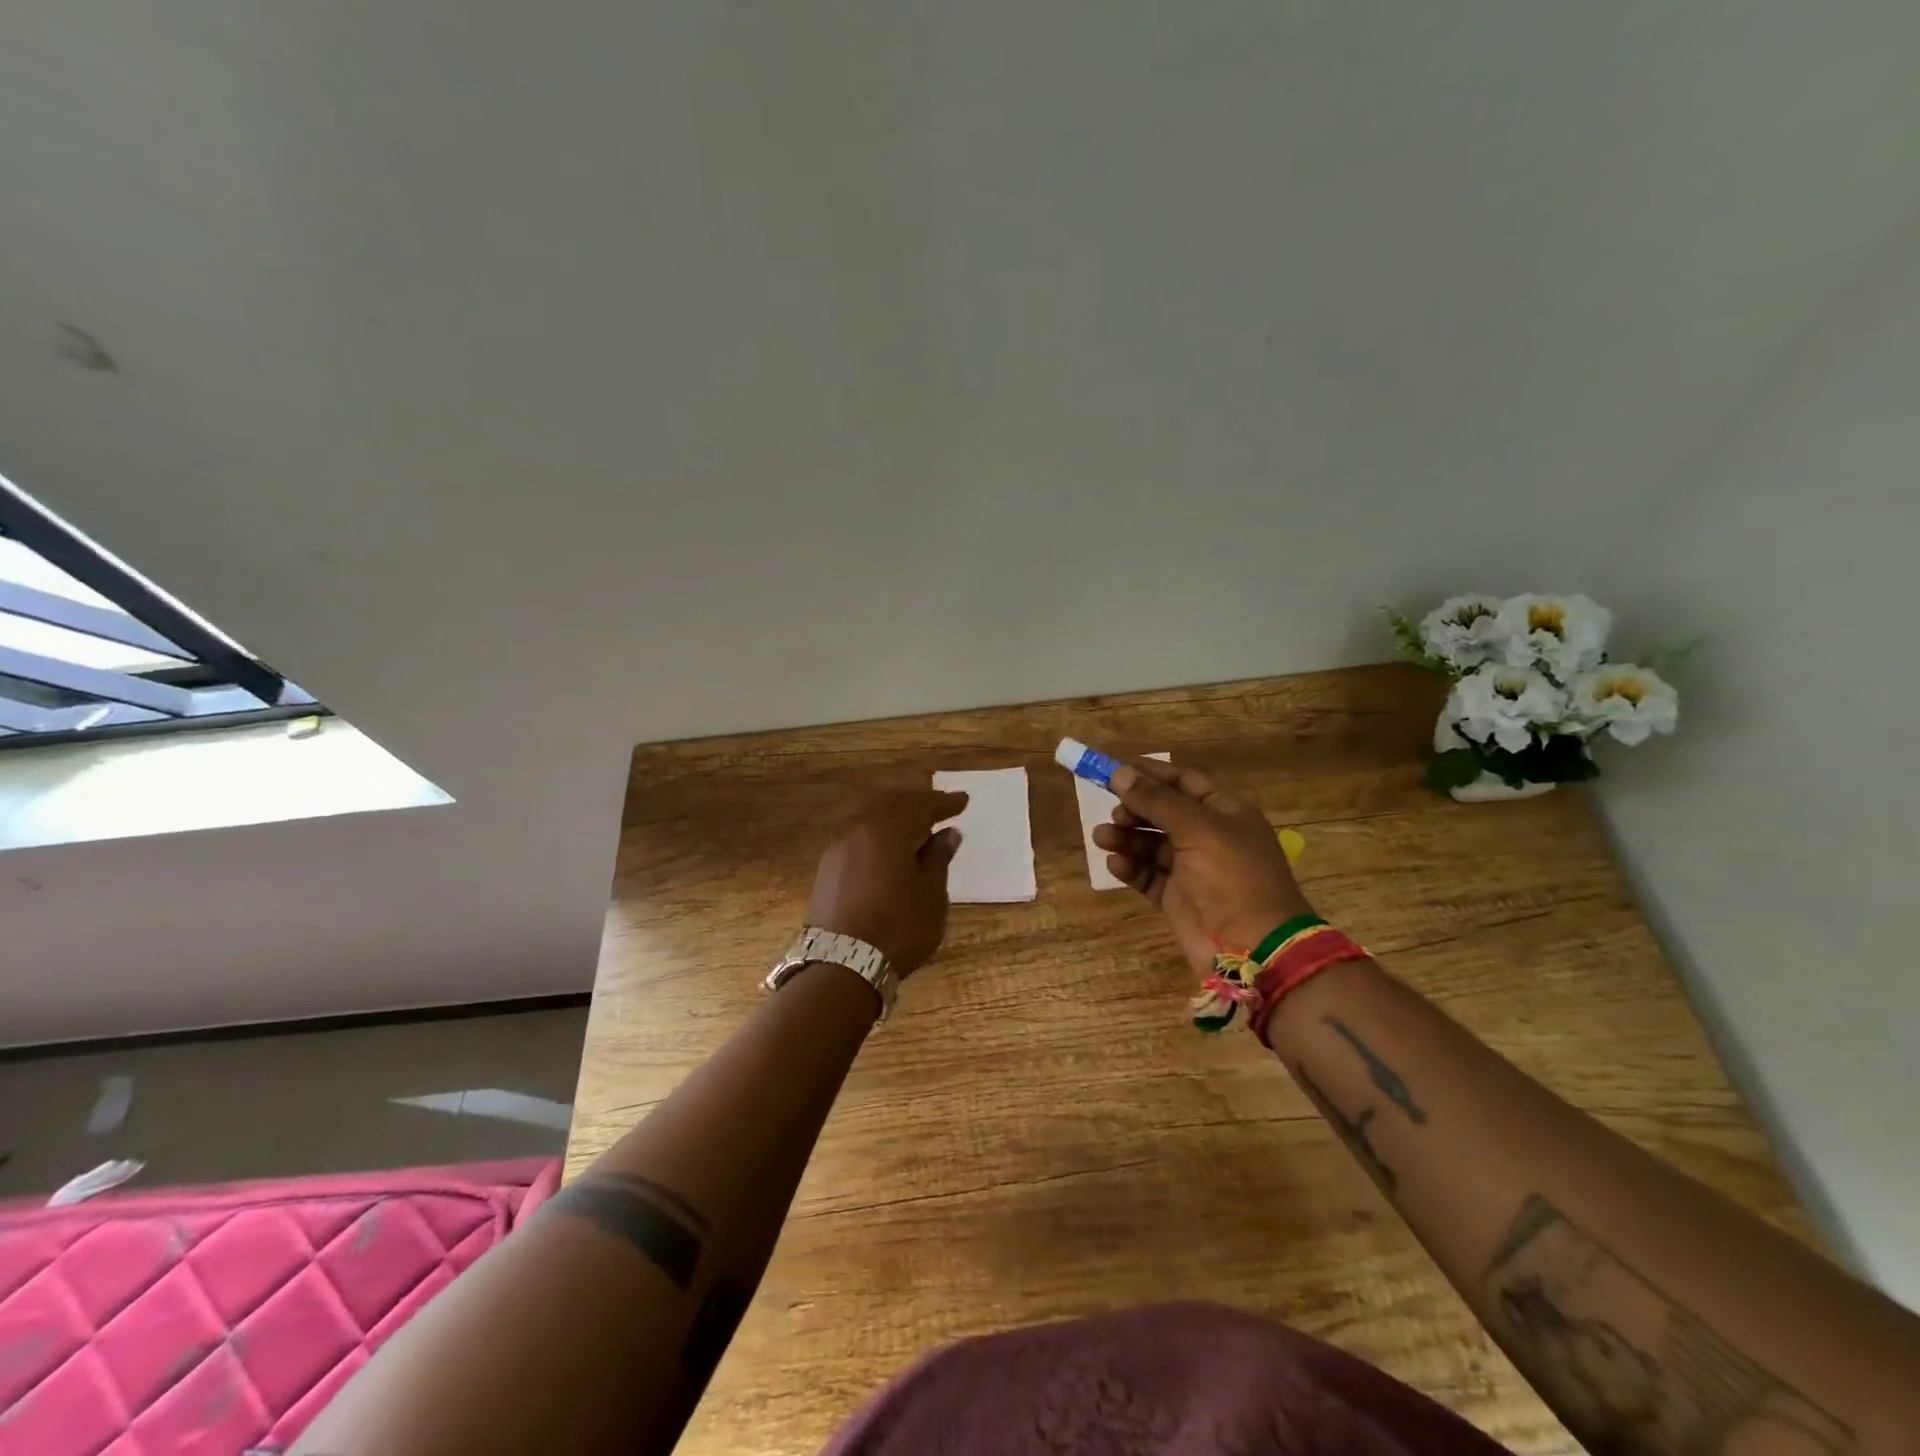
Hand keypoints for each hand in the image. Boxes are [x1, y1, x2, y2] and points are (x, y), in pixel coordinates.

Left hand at [808, 790, 966, 975]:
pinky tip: (889, 846)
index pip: (921, 806)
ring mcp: (839, 847)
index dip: (943, 802)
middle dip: (917, 803)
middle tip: (940, 806)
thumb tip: (947, 833)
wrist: (841, 965)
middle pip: (892, 804)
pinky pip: (859, 835)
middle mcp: (859, 828)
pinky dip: (878, 832)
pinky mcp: (828, 867)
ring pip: (871, 817)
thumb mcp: (930, 894)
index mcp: (888, 829)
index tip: (963, 800)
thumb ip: (938, 858)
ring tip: (916, 825)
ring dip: (895, 816)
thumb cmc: (898, 928)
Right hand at [1091, 756, 1311, 975]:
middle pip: (1163, 812)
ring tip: (1102, 838)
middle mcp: (1209, 837)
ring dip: (1126, 838)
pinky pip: (1148, 875)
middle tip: (1113, 813)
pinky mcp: (1177, 898)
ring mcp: (1193, 870)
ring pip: (1151, 844)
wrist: (1255, 948)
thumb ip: (1156, 800)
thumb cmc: (1233, 877)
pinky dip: (1131, 867)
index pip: (1183, 782)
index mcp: (1225, 812)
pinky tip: (1116, 864)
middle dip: (1135, 809)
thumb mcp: (1197, 829)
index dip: (1150, 773)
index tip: (1114, 768)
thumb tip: (1119, 772)